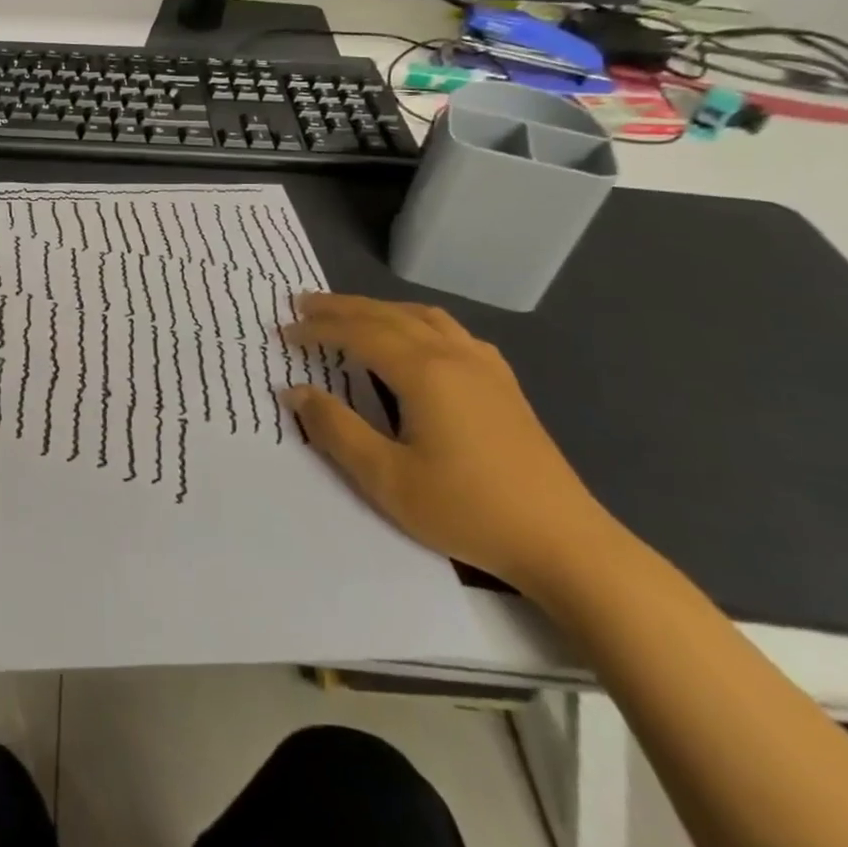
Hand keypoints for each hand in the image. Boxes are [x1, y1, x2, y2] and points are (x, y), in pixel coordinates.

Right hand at [281, 294, 619, 591]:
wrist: (563, 542)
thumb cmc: (467, 509)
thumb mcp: (386, 478)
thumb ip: (335, 429)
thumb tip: (296, 392)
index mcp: (423, 372)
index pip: (358, 333)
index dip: (317, 328)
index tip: (284, 332)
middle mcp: (453, 355)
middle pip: (388, 314)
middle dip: (342, 307)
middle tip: (304, 304)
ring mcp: (485, 367)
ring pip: (424, 316)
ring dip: (380, 309)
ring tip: (351, 314)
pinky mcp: (504, 385)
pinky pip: (452, 332)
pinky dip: (418, 322)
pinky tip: (417, 340)